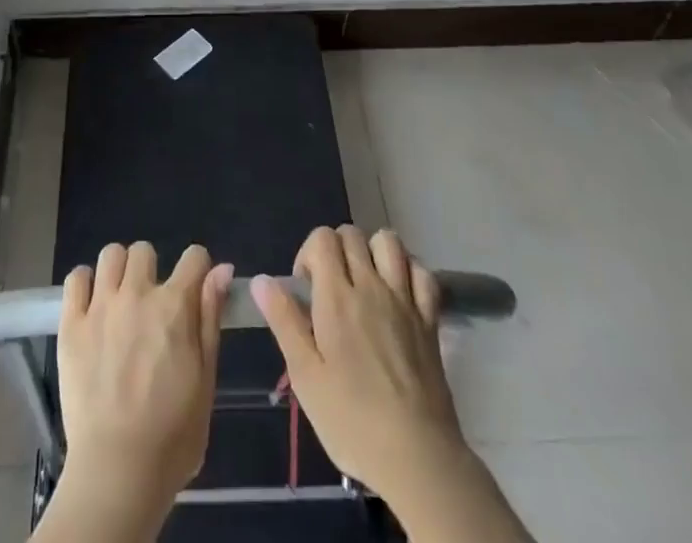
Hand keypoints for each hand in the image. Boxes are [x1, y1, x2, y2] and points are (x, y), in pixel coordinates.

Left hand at [55, 241, 233, 509]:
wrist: (117, 471)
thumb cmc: (172, 435)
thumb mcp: (206, 380)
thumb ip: (210, 319)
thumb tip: (221, 269)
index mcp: (175, 306)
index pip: (194, 257)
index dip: (198, 269)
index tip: (193, 289)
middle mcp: (137, 294)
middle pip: (144, 251)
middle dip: (151, 270)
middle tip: (150, 305)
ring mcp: (101, 306)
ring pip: (110, 254)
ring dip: (118, 271)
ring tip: (119, 301)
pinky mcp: (71, 324)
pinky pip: (75, 278)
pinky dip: (84, 284)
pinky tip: (91, 306)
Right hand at [252, 226, 467, 500]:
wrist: (417, 457)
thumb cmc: (352, 421)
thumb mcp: (305, 377)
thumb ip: (284, 321)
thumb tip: (261, 280)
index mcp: (336, 297)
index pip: (322, 238)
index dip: (308, 253)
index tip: (305, 287)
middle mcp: (371, 286)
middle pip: (352, 234)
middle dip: (336, 249)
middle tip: (330, 287)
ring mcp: (404, 299)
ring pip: (389, 241)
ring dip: (373, 251)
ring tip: (364, 281)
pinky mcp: (430, 319)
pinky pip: (422, 272)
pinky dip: (409, 271)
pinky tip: (399, 292)